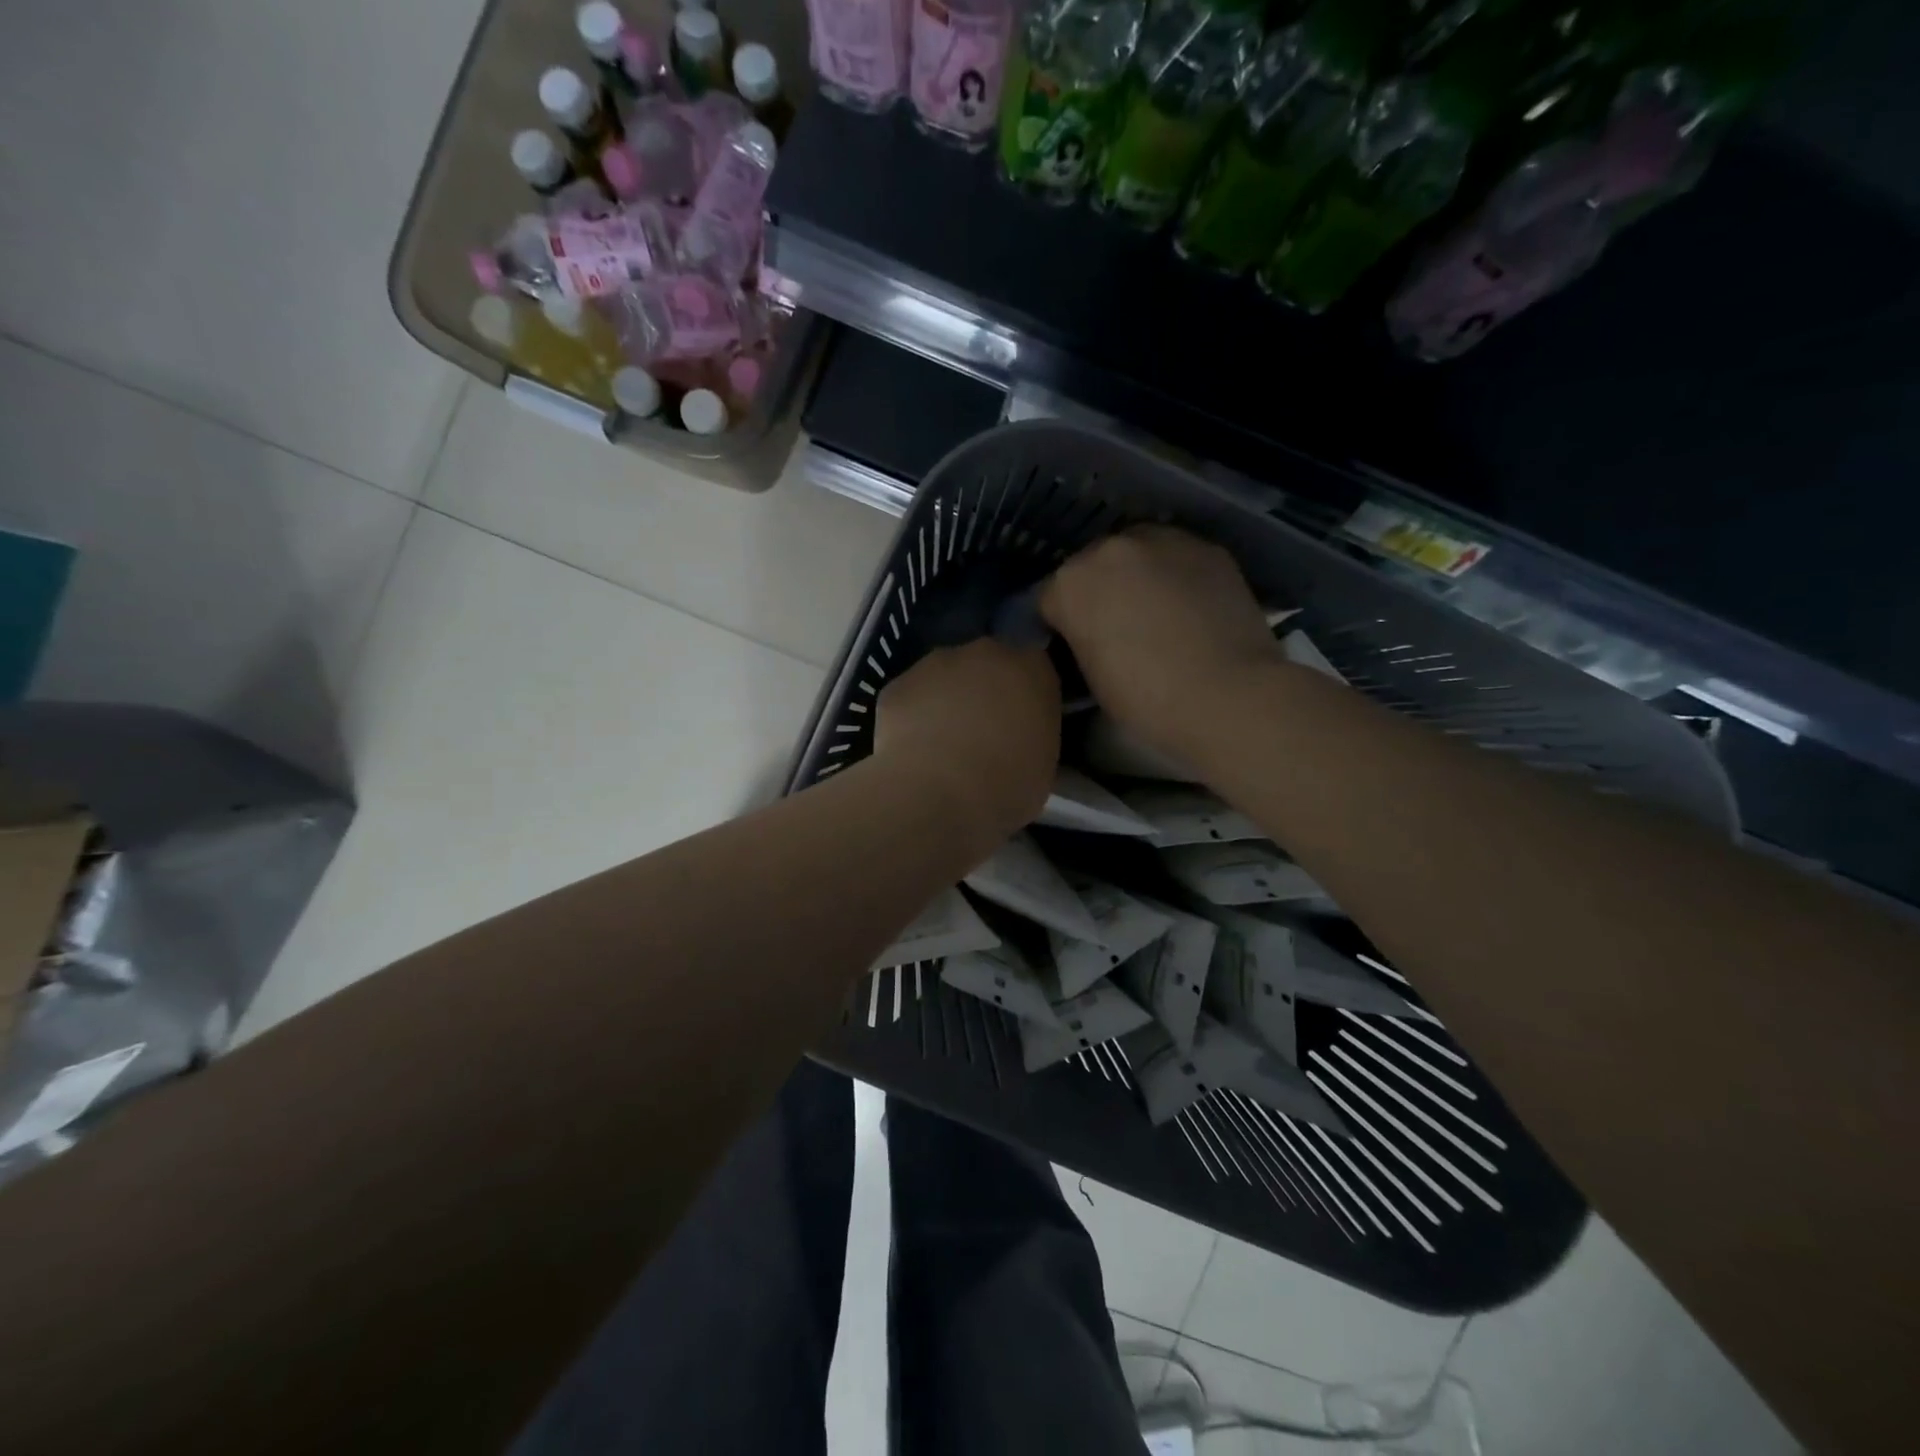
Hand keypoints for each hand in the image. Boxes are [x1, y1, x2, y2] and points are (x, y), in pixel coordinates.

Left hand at [874, 639, 1060, 850]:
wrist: (938, 792)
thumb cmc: (1006, 784)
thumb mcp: (1043, 766)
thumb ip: (1034, 736)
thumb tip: (1018, 740)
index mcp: (1031, 668)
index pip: (1034, 669)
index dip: (1025, 695)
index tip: (1021, 723)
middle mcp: (984, 653)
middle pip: (986, 665)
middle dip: (984, 691)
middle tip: (982, 733)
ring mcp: (934, 664)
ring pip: (943, 678)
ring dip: (945, 701)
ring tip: (942, 746)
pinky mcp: (896, 684)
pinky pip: (909, 700)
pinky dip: (911, 719)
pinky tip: (912, 752)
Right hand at [1041, 527, 1278, 765]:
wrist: (1228, 696)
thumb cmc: (1147, 700)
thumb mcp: (1091, 674)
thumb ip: (1080, 637)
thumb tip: (1089, 631)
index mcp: (1070, 583)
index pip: (1050, 597)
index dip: (1061, 623)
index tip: (1075, 644)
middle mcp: (1110, 547)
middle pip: (1092, 565)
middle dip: (1099, 590)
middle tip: (1117, 626)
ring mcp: (1163, 540)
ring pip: (1137, 553)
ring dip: (1138, 575)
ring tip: (1156, 612)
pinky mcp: (1208, 547)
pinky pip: (1177, 558)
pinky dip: (1176, 576)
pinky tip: (1189, 607)